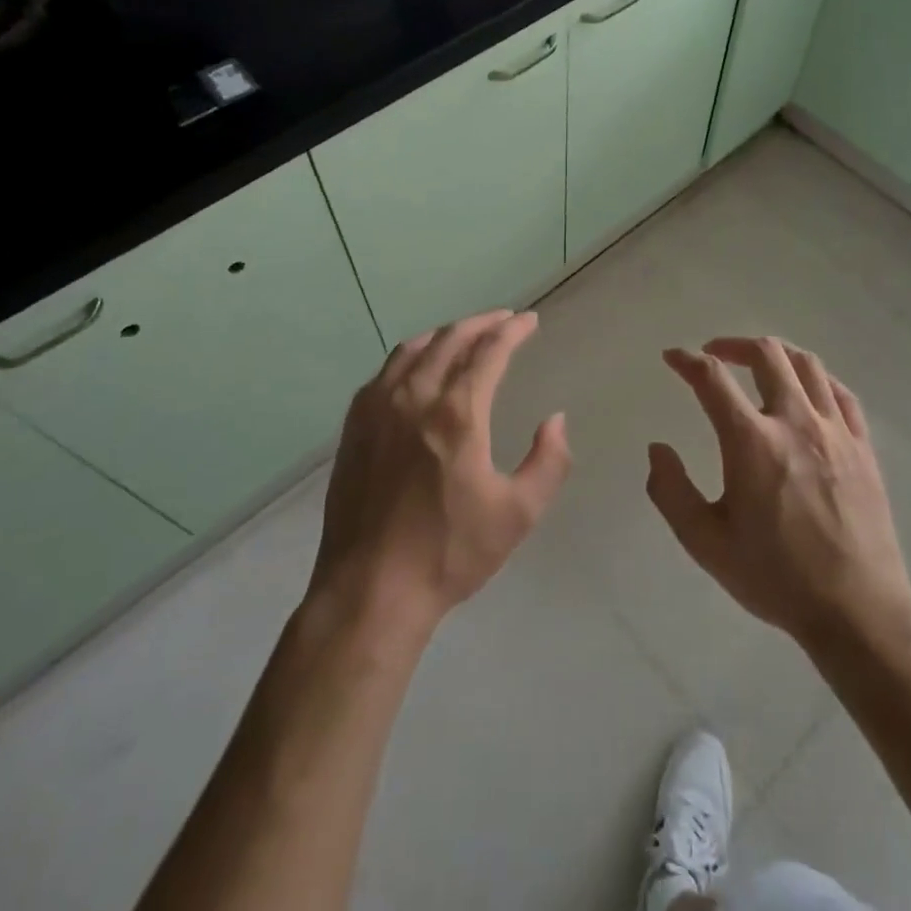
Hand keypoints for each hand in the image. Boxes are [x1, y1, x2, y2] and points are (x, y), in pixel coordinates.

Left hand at [309, 310, 571, 643]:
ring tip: (464, 334)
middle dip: (481, 323)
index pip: (489, 351)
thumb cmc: (449, 553)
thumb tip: (556, 419)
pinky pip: (385, 372)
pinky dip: (410, 356)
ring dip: (445, 334)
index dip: (512, 330)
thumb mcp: (517, 514)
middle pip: (450, 339)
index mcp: (457, 413)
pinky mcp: (354, 425)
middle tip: (503, 320)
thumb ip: (548, 461)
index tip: (529, 320)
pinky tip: (417, 365)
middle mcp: (415, 397)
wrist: (371, 590)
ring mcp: (378, 408)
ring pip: (413, 349)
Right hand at [649, 337, 910, 647]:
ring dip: (775, 354)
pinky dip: (817, 379)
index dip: (686, 360)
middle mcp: (794, 422)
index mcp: (751, 442)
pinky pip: (841, 393)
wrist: (857, 611)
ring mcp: (835, 431)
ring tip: (758, 363)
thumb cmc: (775, 577)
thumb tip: (658, 449)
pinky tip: (806, 389)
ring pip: (806, 365)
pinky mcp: (863, 447)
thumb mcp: (706, 543)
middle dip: (733, 344)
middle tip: (714, 354)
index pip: (712, 378)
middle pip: (766, 354)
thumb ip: (672, 491)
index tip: (672, 358)